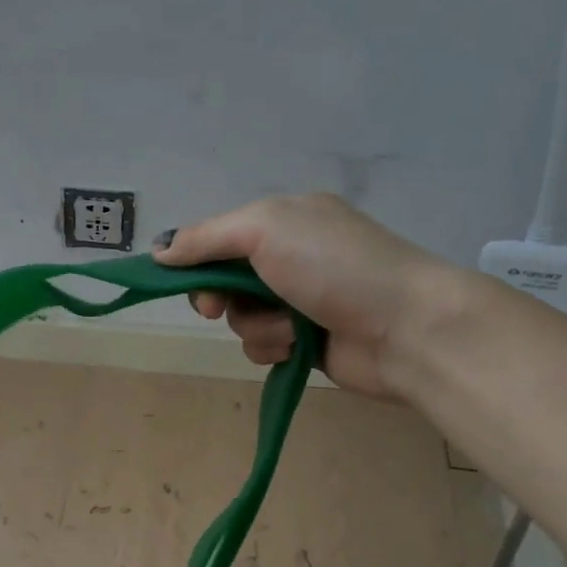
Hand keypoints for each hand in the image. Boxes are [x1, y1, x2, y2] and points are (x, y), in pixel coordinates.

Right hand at [155, 193, 453, 397]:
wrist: (407, 328)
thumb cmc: (335, 267)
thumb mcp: (265, 230)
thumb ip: (207, 238)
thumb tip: (159, 251)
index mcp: (286, 219)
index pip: (220, 237)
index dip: (196, 260)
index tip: (185, 279)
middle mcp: (292, 257)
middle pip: (225, 280)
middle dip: (219, 297)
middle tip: (218, 308)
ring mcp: (301, 301)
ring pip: (241, 318)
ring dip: (256, 326)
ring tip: (289, 328)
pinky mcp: (307, 342)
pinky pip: (262, 346)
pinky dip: (273, 347)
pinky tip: (297, 347)